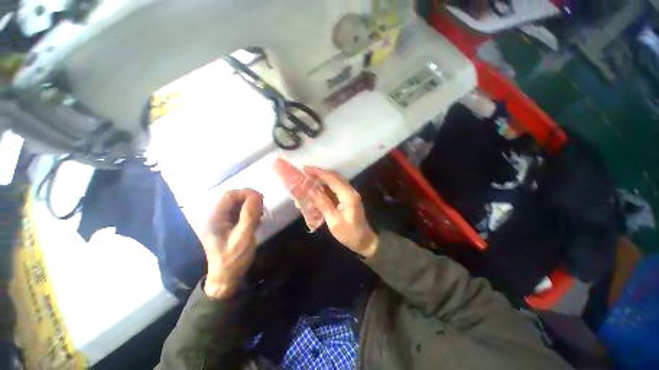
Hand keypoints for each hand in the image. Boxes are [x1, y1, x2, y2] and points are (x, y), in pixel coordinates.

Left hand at [201, 189, 263, 298]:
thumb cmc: (233, 259)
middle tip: (263, 208)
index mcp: (214, 218)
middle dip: (250, 200)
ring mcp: (222, 222)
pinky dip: (250, 214)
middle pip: (234, 199)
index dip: (246, 193)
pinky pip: (240, 213)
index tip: (261, 198)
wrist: (226, 279)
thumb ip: (250, 215)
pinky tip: (257, 222)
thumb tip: (258, 195)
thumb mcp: (243, 236)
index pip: (229, 195)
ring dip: (252, 207)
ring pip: (238, 205)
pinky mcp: (229, 227)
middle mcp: (216, 217)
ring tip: (261, 215)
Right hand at [304, 167, 378, 257]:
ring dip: (322, 178)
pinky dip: (325, 185)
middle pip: (334, 176)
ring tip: (308, 178)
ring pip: (334, 180)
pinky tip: (316, 187)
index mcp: (348, 196)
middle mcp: (350, 190)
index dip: (318, 172)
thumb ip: (323, 204)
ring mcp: (349, 193)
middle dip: (319, 172)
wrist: (364, 240)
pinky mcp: (347, 197)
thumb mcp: (334, 221)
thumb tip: (310, 190)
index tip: (304, 169)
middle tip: (304, 172)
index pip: (332, 179)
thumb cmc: (349, 233)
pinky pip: (335, 186)